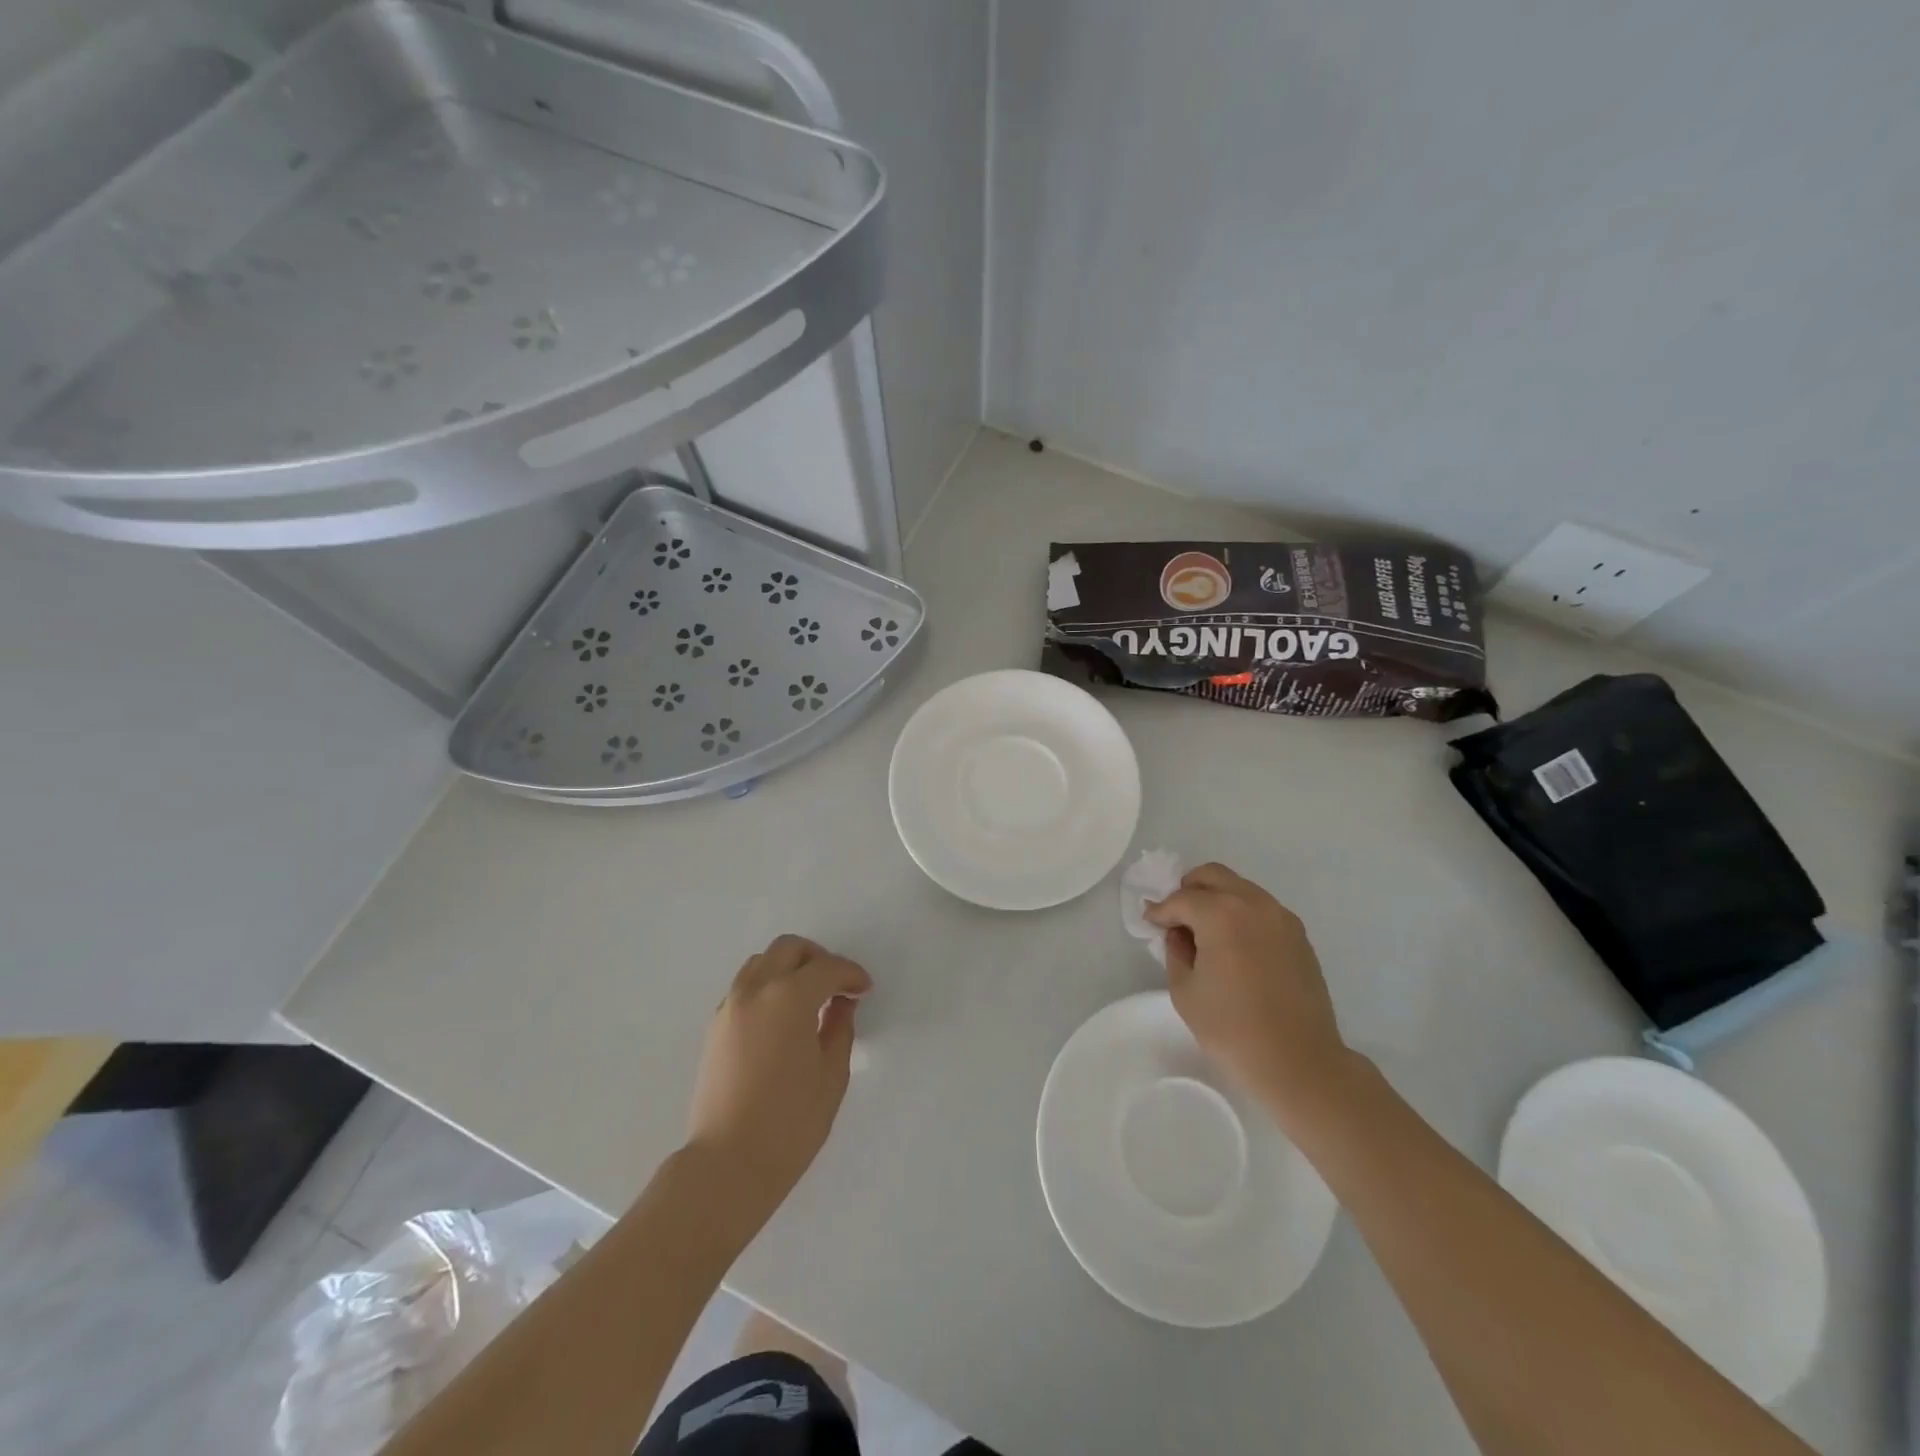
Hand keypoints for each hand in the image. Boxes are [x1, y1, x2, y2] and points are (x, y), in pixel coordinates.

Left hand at [684, 935, 870, 1227]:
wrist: (727, 1164)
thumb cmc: (790, 1122)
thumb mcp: (831, 1075)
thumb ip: (840, 1028)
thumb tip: (841, 1004)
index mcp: (789, 997)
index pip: (827, 968)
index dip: (851, 974)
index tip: (864, 990)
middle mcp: (756, 990)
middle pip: (788, 949)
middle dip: (818, 958)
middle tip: (838, 984)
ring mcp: (730, 1006)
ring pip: (762, 963)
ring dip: (789, 968)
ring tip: (809, 997)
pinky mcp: (715, 1026)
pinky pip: (745, 987)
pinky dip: (768, 986)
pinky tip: (782, 1016)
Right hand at [1145, 863, 1350, 1121]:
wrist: (1299, 1063)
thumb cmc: (1232, 1029)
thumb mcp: (1185, 990)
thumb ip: (1176, 950)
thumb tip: (1179, 933)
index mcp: (1222, 914)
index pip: (1181, 899)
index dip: (1161, 911)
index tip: (1150, 923)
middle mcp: (1254, 904)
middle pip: (1213, 876)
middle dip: (1189, 890)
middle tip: (1176, 917)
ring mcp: (1281, 918)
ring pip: (1240, 888)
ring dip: (1217, 899)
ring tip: (1205, 932)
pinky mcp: (1299, 936)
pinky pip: (1261, 909)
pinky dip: (1241, 914)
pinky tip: (1234, 945)